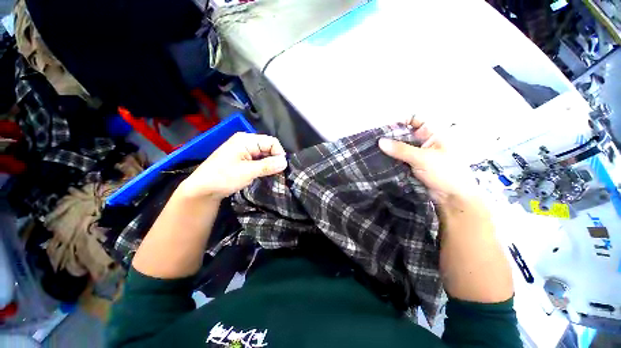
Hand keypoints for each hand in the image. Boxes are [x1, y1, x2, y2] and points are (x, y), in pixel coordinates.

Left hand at [179, 132, 287, 200]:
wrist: (203, 189)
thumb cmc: (223, 177)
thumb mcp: (248, 172)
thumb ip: (268, 166)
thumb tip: (285, 162)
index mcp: (247, 140)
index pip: (272, 142)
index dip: (279, 153)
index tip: (281, 168)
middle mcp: (247, 142)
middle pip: (269, 147)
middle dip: (274, 159)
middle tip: (277, 173)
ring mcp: (244, 150)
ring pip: (265, 154)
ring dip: (269, 164)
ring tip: (271, 174)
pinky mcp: (243, 158)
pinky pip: (259, 159)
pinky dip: (264, 166)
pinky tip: (264, 174)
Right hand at [378, 118, 479, 204]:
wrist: (452, 198)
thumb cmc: (445, 173)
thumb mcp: (423, 158)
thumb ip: (401, 149)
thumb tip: (380, 141)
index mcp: (432, 133)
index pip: (414, 120)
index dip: (399, 120)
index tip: (383, 126)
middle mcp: (423, 141)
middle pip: (403, 133)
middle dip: (390, 135)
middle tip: (373, 138)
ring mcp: (416, 154)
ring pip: (399, 147)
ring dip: (388, 148)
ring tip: (372, 148)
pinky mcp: (411, 165)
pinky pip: (398, 158)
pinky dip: (390, 158)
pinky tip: (378, 158)